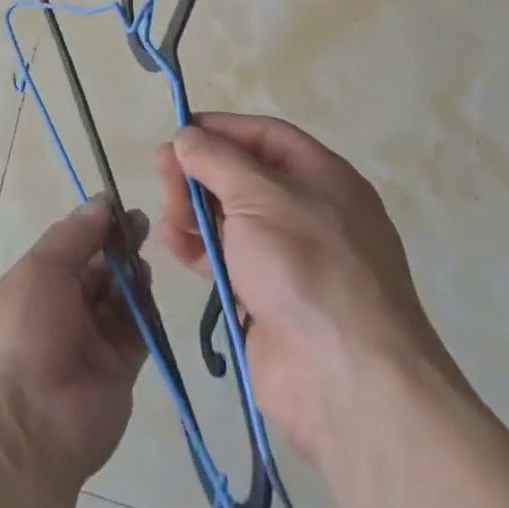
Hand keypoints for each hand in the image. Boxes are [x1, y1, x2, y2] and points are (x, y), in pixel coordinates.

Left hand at [0, 195, 150, 492]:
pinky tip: (148, 288)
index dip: (93, 225)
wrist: (33, 427)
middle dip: (117, 245)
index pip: (69, 246)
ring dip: (130, 274)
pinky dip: (145, 308)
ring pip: (118, 295)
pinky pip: (137, 329)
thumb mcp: (40, 270)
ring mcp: (91, 339)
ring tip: (141, 259)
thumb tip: (100, 202)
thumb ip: (74, 235)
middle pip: (96, 268)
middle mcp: (62, 308)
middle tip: (141, 224)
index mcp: (34, 284)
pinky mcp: (120, 367)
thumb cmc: (26, 333)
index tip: (118, 205)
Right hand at [154, 114, 455, 460]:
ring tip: (169, 217)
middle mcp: (307, 212)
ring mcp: (288, 258)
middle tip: (163, 174)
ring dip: (193, 211)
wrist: (346, 378)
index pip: (266, 136)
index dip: (222, 129)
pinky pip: (225, 259)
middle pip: (242, 176)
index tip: (180, 131)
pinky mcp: (266, 297)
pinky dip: (197, 248)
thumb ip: (217, 159)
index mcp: (322, 178)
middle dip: (199, 172)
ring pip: (229, 218)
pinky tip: (174, 245)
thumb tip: (188, 136)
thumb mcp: (259, 196)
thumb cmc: (306, 265)